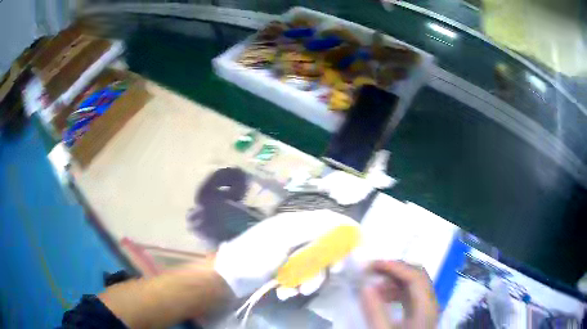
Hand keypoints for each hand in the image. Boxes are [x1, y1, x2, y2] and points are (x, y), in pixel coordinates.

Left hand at [214, 210, 357, 296]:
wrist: (230, 277)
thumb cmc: (255, 255)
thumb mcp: (282, 240)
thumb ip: (311, 230)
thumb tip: (337, 222)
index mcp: (294, 224)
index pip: (326, 220)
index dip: (343, 229)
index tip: (356, 244)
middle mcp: (295, 237)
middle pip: (324, 248)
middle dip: (325, 264)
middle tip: (331, 273)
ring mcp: (290, 255)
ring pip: (313, 267)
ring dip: (309, 280)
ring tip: (296, 290)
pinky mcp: (285, 270)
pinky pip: (300, 278)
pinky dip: (295, 286)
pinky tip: (284, 293)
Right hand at [361, 260, 438, 328]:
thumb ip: (375, 311)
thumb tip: (365, 286)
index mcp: (425, 306)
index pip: (414, 276)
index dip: (394, 267)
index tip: (371, 266)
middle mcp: (429, 303)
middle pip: (417, 276)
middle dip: (394, 270)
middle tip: (372, 271)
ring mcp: (426, 308)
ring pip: (414, 285)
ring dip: (394, 281)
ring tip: (374, 287)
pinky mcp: (420, 314)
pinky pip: (410, 295)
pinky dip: (396, 291)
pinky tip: (383, 298)